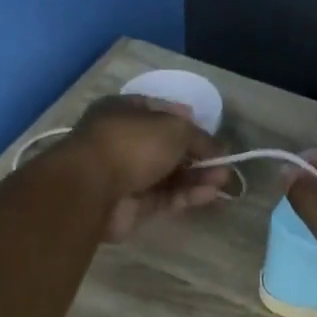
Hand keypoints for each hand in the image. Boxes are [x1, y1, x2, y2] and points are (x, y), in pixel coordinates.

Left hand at [65, 95, 230, 239]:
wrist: (91, 189)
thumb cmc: (132, 144)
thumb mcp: (174, 129)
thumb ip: (199, 138)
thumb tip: (217, 148)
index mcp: (125, 111)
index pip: (161, 112)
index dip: (187, 121)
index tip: (210, 133)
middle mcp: (124, 141)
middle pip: (167, 148)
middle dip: (197, 155)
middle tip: (224, 163)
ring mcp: (126, 175)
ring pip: (168, 175)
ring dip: (197, 177)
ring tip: (224, 180)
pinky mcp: (131, 205)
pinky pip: (164, 197)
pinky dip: (187, 195)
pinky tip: (211, 194)